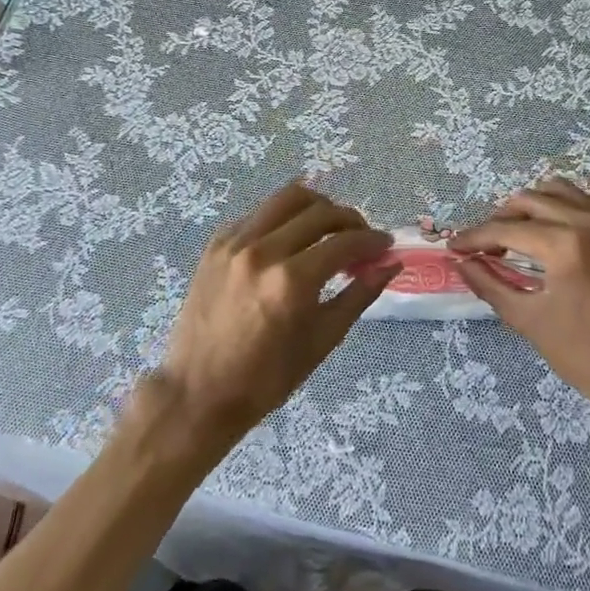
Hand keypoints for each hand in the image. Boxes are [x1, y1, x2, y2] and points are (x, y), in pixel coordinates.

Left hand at [147, 181, 398, 455]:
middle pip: (319, 211)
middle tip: (361, 238)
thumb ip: (359, 295)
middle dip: (350, 220)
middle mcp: (263, 251)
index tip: (385, 246)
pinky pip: (259, 213)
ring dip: (317, 206)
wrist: (199, 392)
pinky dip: (283, 217)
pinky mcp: (216, 243)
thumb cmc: (267, 378)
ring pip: (287, 198)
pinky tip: (291, 238)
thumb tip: (390, 265)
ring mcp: (235, 242)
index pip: (344, 242)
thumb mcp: (322, 340)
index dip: (372, 241)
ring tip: (329, 227)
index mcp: (291, 281)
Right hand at [450, 176, 589, 430]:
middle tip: (485, 245)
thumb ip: (492, 286)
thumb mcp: (532, 324)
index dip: (475, 237)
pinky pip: (589, 201)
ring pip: (561, 191)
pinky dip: (564, 206)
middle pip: (530, 200)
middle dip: (500, 218)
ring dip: (532, 206)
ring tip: (517, 233)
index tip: (454, 247)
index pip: (507, 229)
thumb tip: (462, 264)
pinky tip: (555, 231)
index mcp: (566, 246)